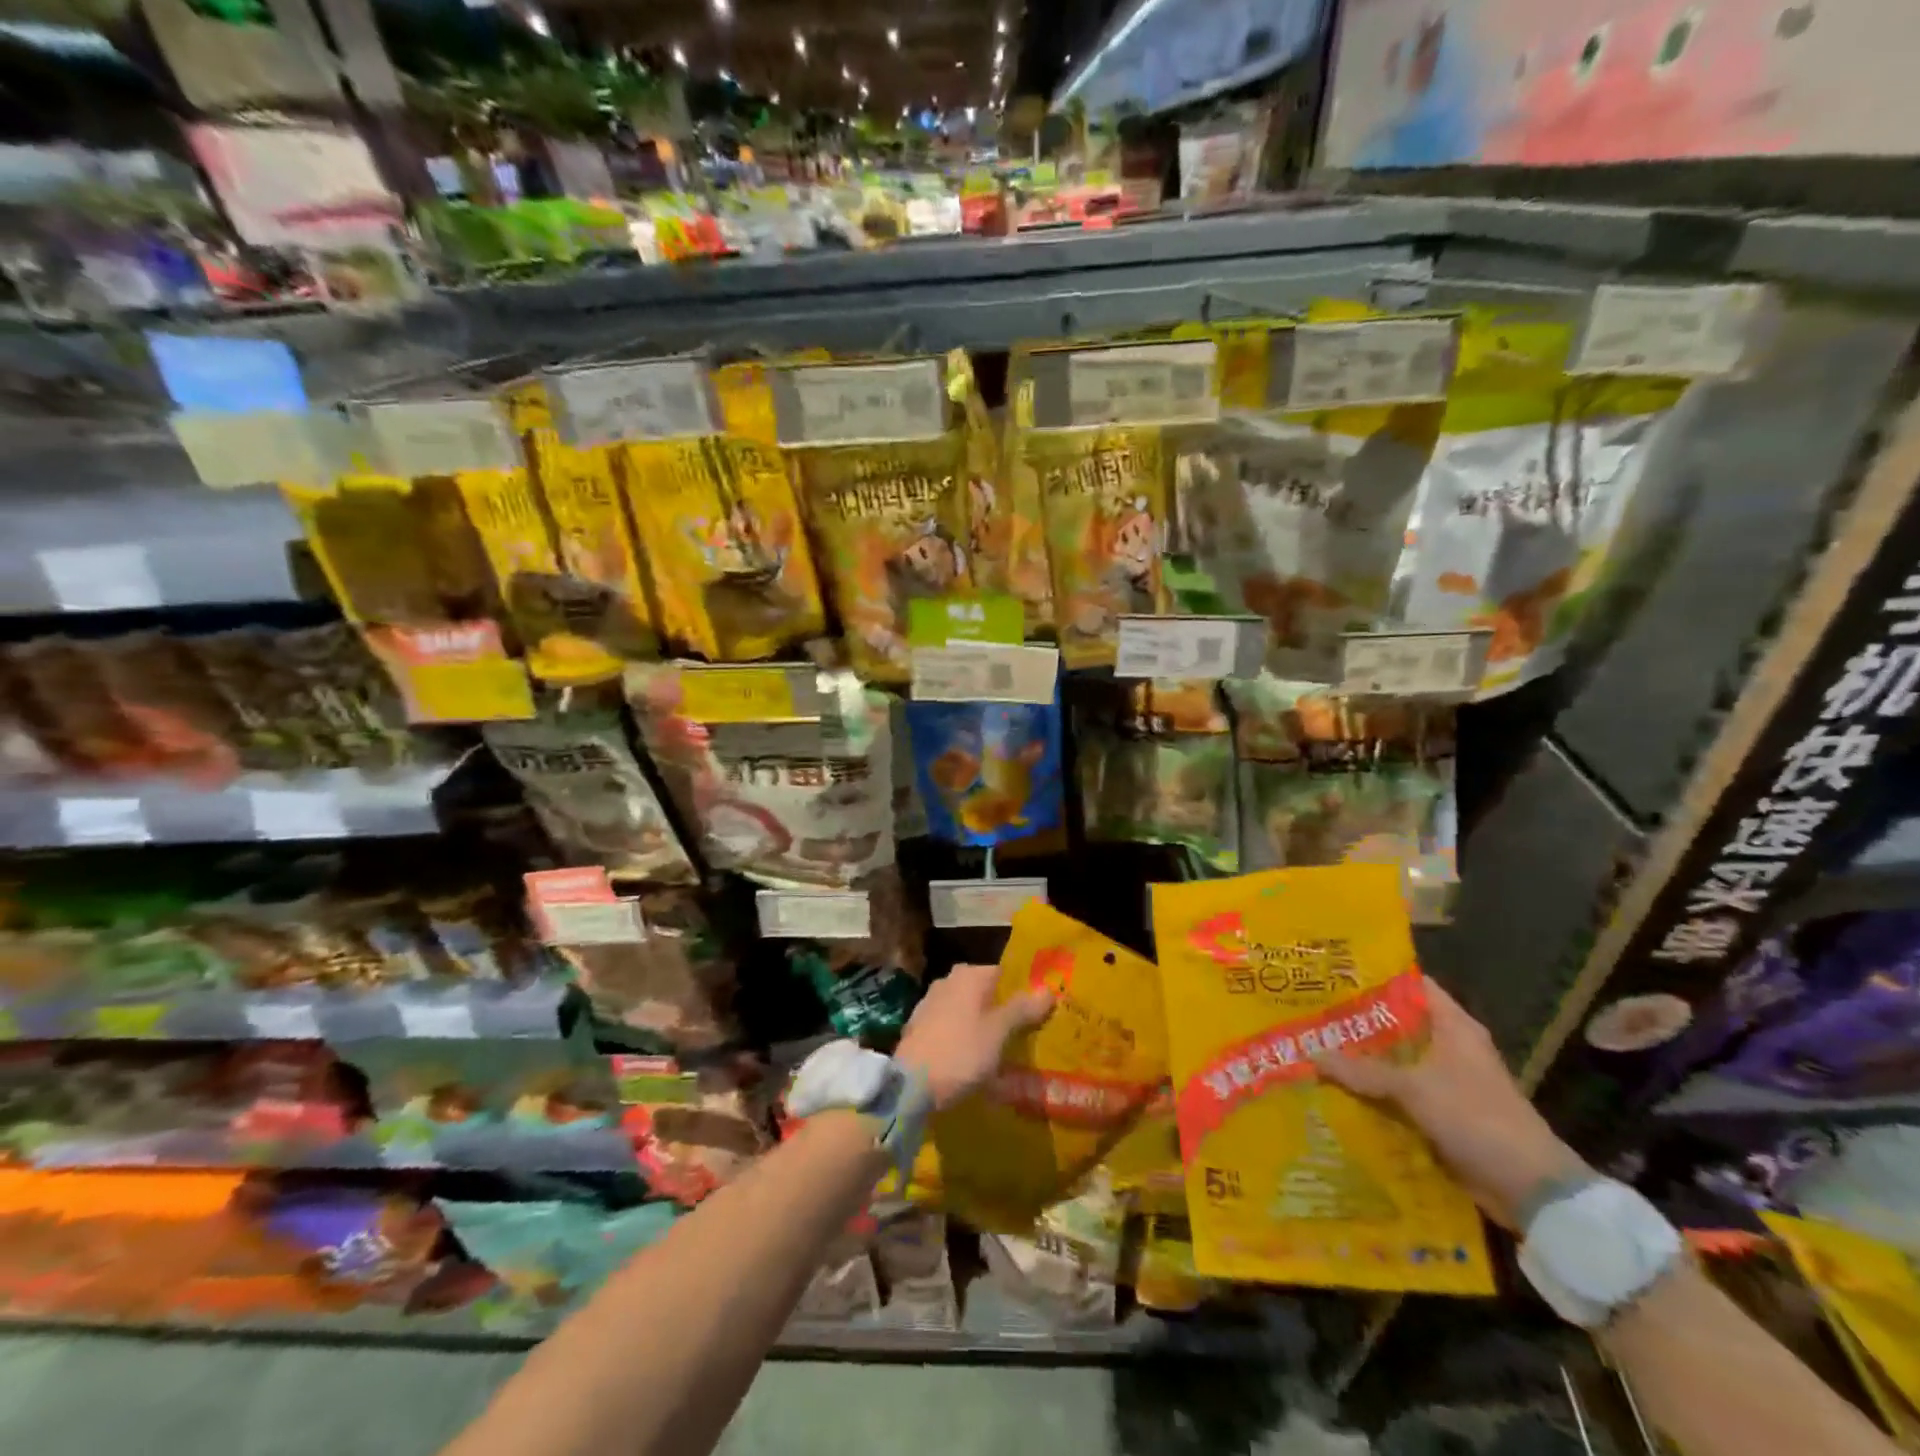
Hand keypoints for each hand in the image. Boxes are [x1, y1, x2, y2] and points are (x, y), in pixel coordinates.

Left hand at [895, 962, 1052, 1110]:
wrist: (910, 1085)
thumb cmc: (961, 1052)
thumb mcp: (999, 1032)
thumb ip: (1023, 1009)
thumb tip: (1048, 990)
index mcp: (969, 975)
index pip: (1004, 973)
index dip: (1023, 991)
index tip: (1039, 1012)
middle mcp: (948, 981)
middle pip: (985, 992)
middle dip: (1003, 1009)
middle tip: (1025, 1033)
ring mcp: (930, 1003)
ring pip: (967, 1010)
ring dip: (983, 1025)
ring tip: (1002, 1050)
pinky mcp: (919, 1027)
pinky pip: (952, 1027)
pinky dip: (964, 1037)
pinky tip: (974, 1059)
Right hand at [1313, 977, 1587, 1229]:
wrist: (1530, 1190)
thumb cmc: (1477, 1119)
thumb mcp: (1414, 1089)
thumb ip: (1362, 1071)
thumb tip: (1311, 1054)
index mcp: (1454, 1027)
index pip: (1411, 986)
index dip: (1374, 978)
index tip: (1334, 975)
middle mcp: (1450, 1048)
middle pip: (1397, 1025)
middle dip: (1357, 1022)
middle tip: (1311, 1014)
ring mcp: (1447, 1083)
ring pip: (1395, 1062)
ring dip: (1362, 1061)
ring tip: (1314, 1049)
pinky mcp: (1442, 1114)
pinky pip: (1399, 1095)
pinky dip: (1374, 1093)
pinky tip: (1338, 1090)